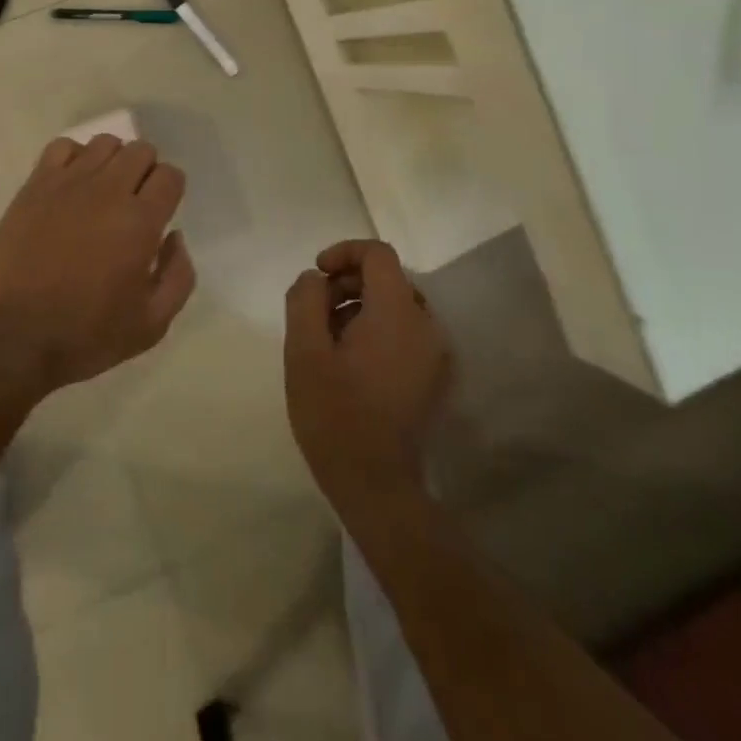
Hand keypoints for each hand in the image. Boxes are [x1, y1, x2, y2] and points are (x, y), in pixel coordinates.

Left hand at [0, 134, 194, 403]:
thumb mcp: (151, 326)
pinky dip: (75, 157)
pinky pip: (63, 147)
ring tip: (102, 192)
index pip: (170, 176)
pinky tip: (71, 186)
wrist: (9, 339)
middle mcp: (107, 191)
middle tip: (134, 203)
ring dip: (113, 162)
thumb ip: (178, 276)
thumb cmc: (84, 337)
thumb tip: (175, 237)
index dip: (170, 191)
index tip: (160, 211)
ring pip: (104, 143)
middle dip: (146, 172)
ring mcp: (67, 183)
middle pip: (140, 150)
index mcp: (140, 222)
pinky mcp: (34, 185)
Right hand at [284, 241, 450, 503]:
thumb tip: (316, 279)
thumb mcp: (304, 351)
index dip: (344, 252)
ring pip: (396, 305)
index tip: (317, 274)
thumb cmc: (335, 415)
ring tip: (328, 340)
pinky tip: (351, 362)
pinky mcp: (435, 377)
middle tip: (316, 313)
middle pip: (388, 278)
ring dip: (360, 307)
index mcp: (398, 314)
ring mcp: (436, 354)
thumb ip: (306, 300)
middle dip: (348, 283)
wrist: (377, 487)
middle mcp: (427, 326)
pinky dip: (377, 329)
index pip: (378, 254)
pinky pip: (406, 332)